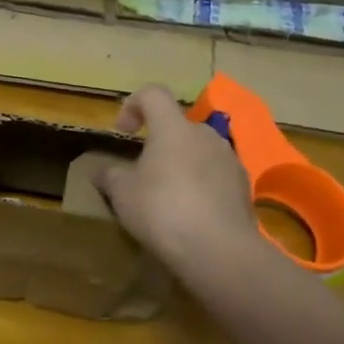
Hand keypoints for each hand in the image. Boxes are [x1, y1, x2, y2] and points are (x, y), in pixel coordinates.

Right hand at [85, 84, 259, 270]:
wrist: (218, 249)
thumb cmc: (162, 210)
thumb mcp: (122, 194)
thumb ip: (109, 176)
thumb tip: (99, 171)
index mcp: (173, 128)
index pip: (153, 94)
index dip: (133, 105)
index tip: (123, 132)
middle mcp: (205, 135)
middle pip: (178, 126)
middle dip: (159, 144)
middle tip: (142, 174)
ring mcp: (230, 159)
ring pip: (198, 152)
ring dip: (181, 165)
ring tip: (167, 198)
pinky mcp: (244, 187)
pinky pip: (215, 176)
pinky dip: (201, 186)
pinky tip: (191, 215)